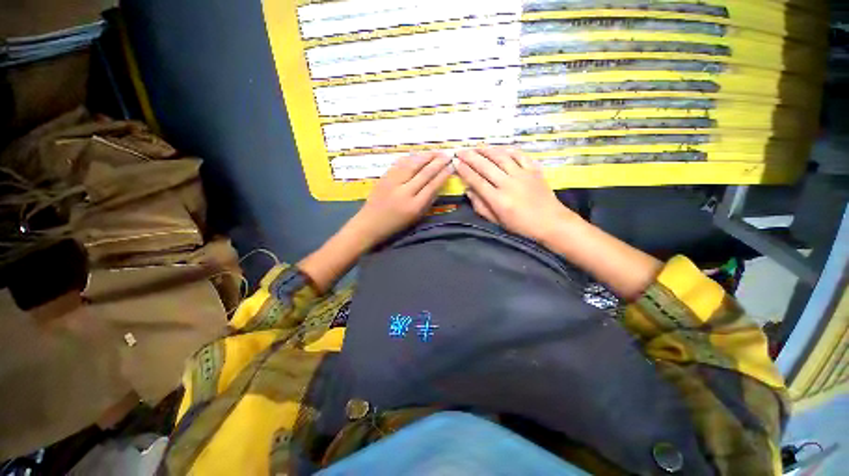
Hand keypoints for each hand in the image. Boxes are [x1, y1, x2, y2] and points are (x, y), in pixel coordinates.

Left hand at [347, 152, 451, 248]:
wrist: (370, 224)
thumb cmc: (396, 225)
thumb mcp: (416, 217)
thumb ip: (427, 201)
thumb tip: (438, 184)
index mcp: (414, 206)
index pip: (432, 186)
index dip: (443, 174)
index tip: (451, 166)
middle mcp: (404, 192)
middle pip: (424, 173)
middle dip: (437, 162)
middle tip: (447, 154)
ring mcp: (393, 183)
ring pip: (412, 165)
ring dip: (425, 156)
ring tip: (435, 152)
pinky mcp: (384, 177)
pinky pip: (400, 164)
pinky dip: (410, 158)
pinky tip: (418, 155)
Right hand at [455, 147, 579, 243]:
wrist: (551, 222)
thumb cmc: (521, 225)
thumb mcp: (497, 221)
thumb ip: (481, 206)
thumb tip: (468, 190)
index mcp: (498, 200)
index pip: (477, 181)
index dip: (465, 171)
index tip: (456, 163)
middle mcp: (508, 184)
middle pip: (486, 166)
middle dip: (471, 157)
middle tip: (460, 151)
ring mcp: (522, 175)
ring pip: (501, 157)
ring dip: (486, 150)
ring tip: (476, 147)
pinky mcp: (534, 170)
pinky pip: (519, 155)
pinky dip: (508, 150)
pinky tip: (499, 148)